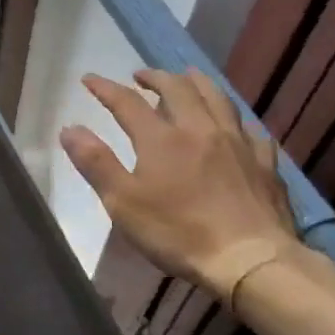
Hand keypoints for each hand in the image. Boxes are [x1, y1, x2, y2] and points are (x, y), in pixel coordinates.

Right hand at [58, 69, 299, 299]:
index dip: (106, 88)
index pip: (127, 103)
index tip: (89, 79)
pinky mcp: (264, 164)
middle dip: (155, 77)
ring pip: (218, 99)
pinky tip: (236, 126)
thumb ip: (96, 163)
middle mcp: (200, 130)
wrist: (249, 259)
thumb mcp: (123, 202)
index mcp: (161, 139)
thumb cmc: (178, 233)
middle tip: (141, 75)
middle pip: (178, 89)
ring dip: (198, 83)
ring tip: (188, 77)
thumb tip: (69, 129)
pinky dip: (237, 121)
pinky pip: (251, 130)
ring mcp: (238, 144)